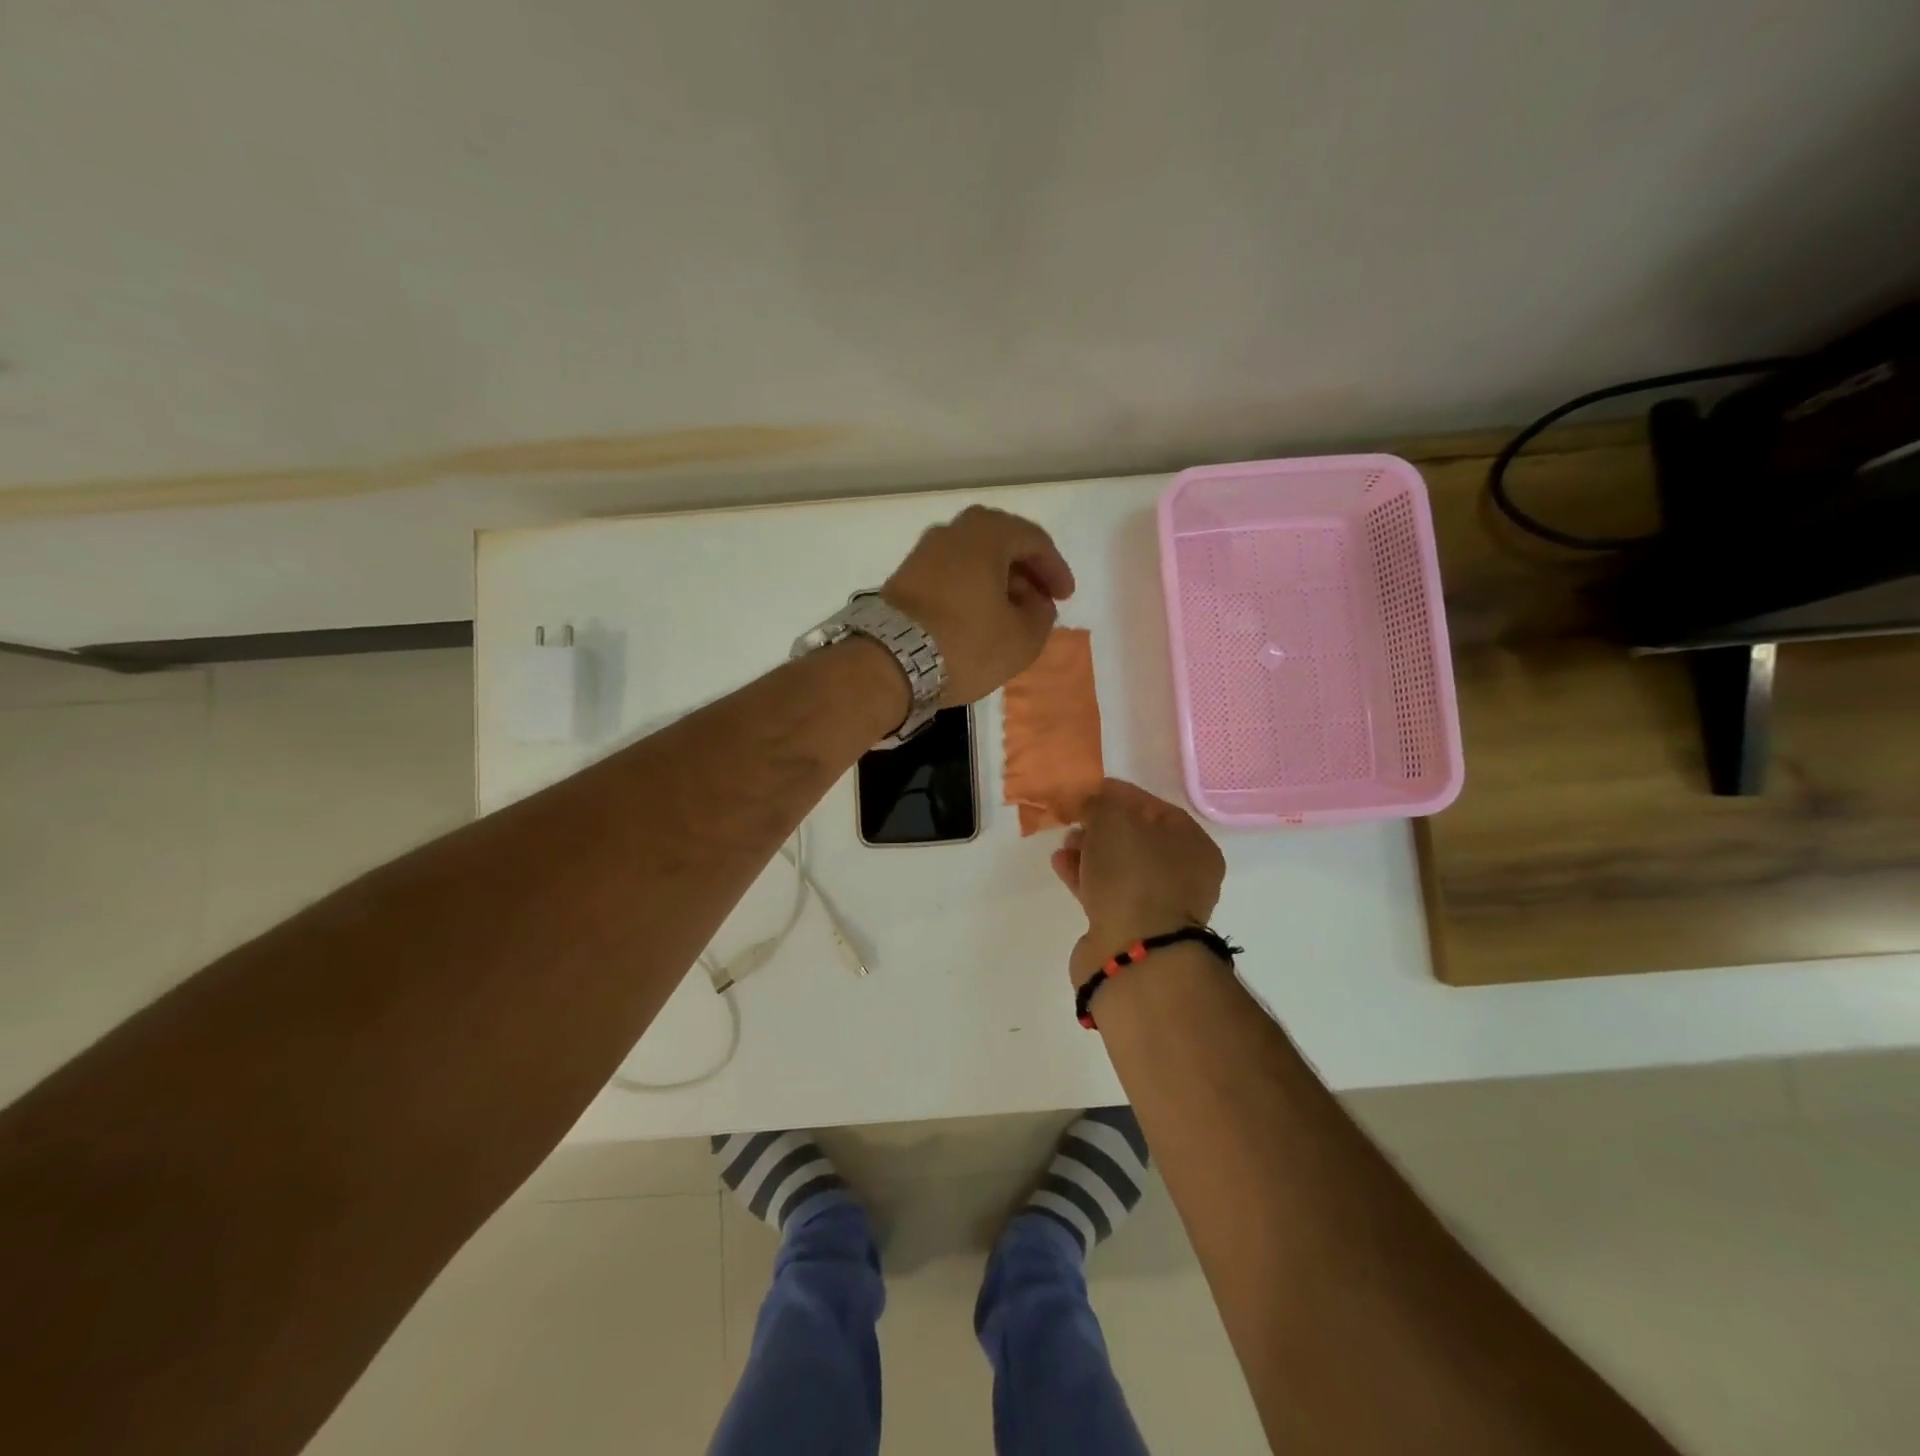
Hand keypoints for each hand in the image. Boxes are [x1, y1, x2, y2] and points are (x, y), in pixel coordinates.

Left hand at [880, 506, 1074, 705]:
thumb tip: (1036, 603)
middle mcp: (952, 531)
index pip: (1034, 540)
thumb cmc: (965, 644)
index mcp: (987, 534)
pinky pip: (950, 574)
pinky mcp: (904, 577)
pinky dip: (970, 589)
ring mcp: (923, 553)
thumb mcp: (1022, 638)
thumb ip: (1041, 615)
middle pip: (1001, 542)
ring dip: (997, 580)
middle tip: (1039, 600)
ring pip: (973, 558)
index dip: (1055, 569)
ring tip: (1010, 613)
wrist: (889, 662)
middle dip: (1025, 571)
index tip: (1065, 598)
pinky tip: (976, 617)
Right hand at [1051, 778, 1225, 986]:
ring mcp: (1157, 905)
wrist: (1132, 951)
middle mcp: (1183, 875)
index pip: (1154, 806)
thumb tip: (1091, 803)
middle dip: (1102, 825)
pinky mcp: (1130, 928)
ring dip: (1090, 852)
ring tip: (1064, 843)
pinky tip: (1061, 864)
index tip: (1088, 790)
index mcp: (1193, 844)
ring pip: (1119, 867)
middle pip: (1137, 838)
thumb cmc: (1132, 874)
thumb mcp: (1112, 820)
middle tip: (1074, 819)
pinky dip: (1084, 876)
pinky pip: (1105, 891)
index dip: (1119, 794)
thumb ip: (1099, 803)